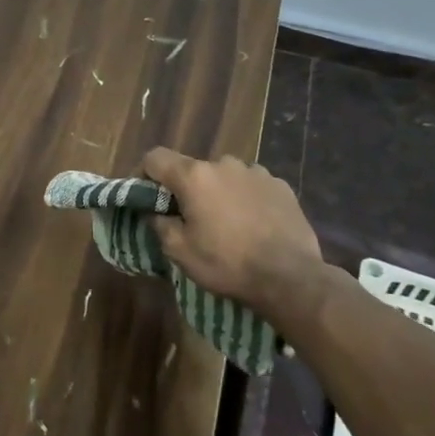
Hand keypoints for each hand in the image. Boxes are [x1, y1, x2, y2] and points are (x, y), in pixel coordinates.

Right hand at [140, 148, 326, 319]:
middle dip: (186, 189)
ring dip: (218, 192)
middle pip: (193, 169)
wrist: (290, 278)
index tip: (146, 196)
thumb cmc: (227, 263)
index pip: (155, 157)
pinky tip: (253, 224)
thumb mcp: (180, 251)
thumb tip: (154, 212)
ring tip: (226, 223)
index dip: (144, 173)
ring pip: (224, 176)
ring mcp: (256, 172)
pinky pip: (252, 185)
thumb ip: (159, 224)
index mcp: (194, 176)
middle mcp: (223, 164)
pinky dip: (245, 198)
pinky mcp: (281, 186)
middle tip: (190, 219)